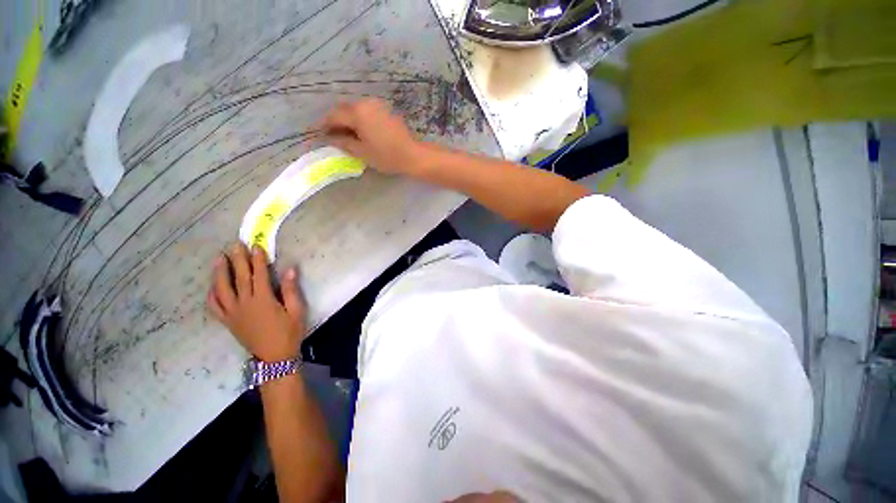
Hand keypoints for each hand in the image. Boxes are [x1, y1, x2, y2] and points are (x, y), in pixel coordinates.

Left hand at [207, 243, 305, 361]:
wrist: (275, 357)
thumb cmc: (289, 333)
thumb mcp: (297, 311)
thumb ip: (290, 290)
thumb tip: (290, 270)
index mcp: (263, 300)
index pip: (258, 275)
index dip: (257, 259)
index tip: (256, 246)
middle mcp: (244, 304)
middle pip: (239, 278)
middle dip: (238, 259)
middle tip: (235, 244)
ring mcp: (233, 313)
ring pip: (222, 289)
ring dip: (220, 272)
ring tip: (219, 258)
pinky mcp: (228, 322)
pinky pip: (215, 307)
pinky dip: (212, 295)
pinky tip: (213, 287)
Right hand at [321, 98, 424, 175]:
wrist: (413, 155)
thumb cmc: (386, 156)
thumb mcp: (362, 152)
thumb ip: (343, 143)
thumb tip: (330, 138)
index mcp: (357, 113)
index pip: (334, 116)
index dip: (325, 125)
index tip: (319, 134)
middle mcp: (366, 104)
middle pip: (344, 109)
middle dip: (336, 121)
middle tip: (332, 135)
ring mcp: (378, 106)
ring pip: (356, 109)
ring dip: (348, 119)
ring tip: (347, 135)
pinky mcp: (386, 111)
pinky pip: (367, 112)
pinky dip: (360, 119)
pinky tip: (362, 131)